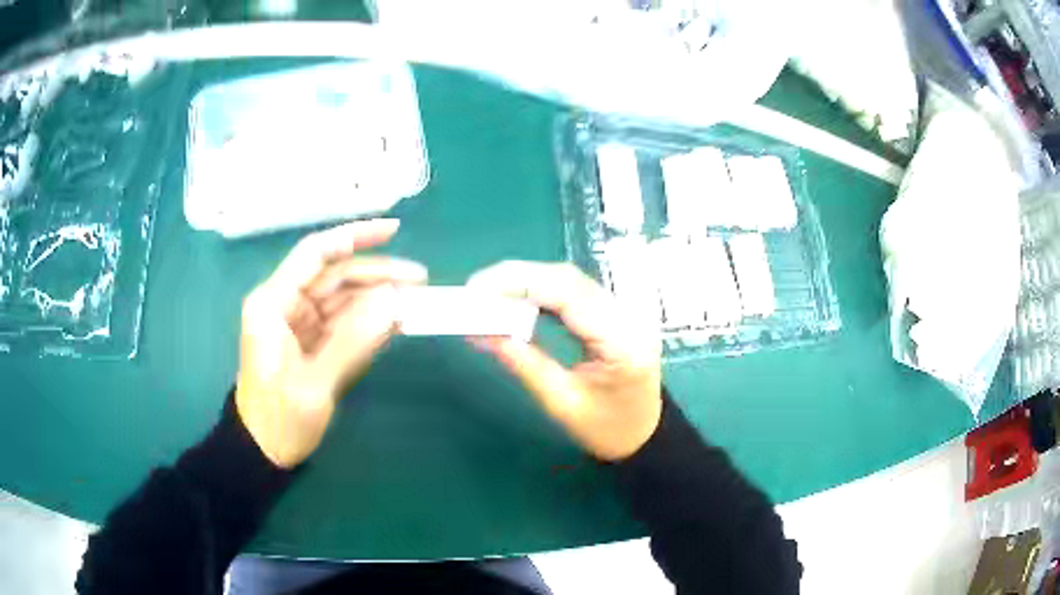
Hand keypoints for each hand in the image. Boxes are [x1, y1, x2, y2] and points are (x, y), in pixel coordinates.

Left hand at [236, 220, 427, 468]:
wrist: (263, 452)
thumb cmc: (279, 419)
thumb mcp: (315, 384)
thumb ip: (353, 341)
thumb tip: (394, 302)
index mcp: (273, 304)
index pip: (315, 255)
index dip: (354, 237)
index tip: (394, 231)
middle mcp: (285, 305)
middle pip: (334, 275)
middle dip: (376, 273)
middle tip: (419, 281)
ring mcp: (299, 323)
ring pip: (342, 298)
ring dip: (377, 298)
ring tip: (415, 303)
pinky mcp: (310, 341)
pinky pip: (343, 322)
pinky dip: (369, 321)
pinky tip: (395, 321)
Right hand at [467, 261, 661, 460]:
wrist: (644, 433)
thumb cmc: (607, 428)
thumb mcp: (562, 403)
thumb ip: (526, 365)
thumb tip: (484, 333)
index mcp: (621, 342)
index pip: (568, 295)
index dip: (521, 283)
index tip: (479, 289)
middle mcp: (628, 317)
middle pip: (569, 279)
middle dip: (518, 278)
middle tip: (476, 290)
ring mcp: (625, 311)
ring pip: (570, 280)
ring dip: (528, 281)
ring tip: (489, 293)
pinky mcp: (615, 313)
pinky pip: (574, 291)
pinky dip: (542, 290)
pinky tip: (518, 298)